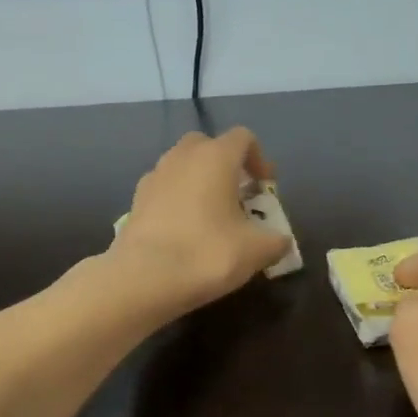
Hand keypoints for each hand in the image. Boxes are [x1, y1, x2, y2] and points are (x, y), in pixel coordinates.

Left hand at [110, 128, 290, 314]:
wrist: (144, 278)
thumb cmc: (207, 254)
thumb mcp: (257, 251)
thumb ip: (276, 240)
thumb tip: (281, 241)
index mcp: (215, 157)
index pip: (243, 138)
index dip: (260, 159)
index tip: (265, 188)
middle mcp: (182, 157)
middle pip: (208, 146)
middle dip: (226, 165)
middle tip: (238, 196)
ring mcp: (154, 176)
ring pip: (182, 166)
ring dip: (199, 181)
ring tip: (211, 215)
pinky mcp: (136, 200)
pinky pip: (164, 188)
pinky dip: (178, 199)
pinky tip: (184, 229)